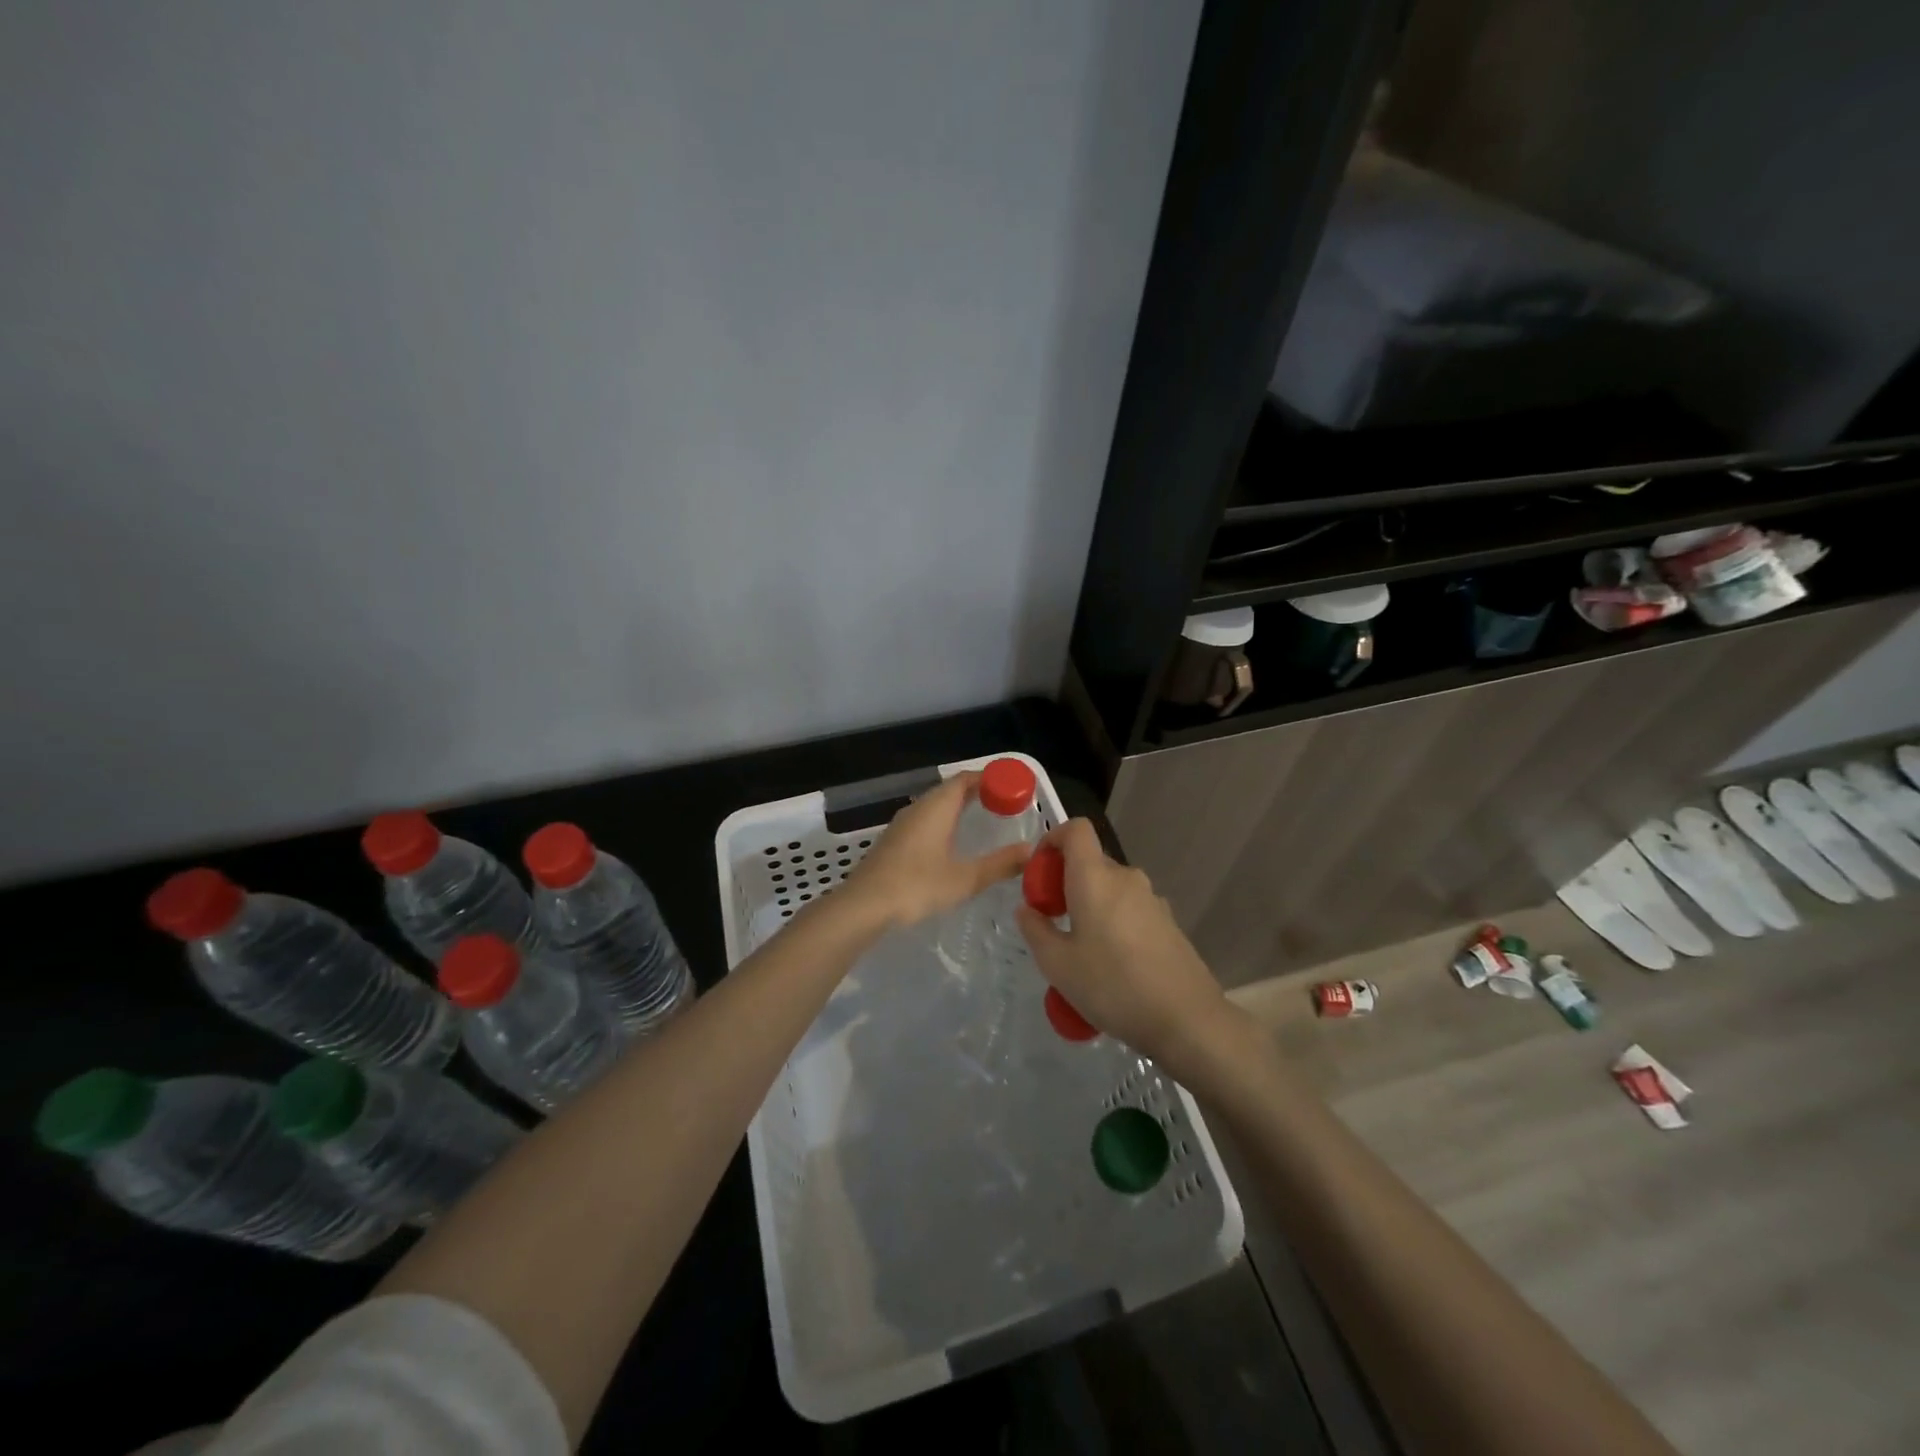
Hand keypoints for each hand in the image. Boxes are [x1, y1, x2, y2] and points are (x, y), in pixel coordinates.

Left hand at [843, 772, 1031, 929]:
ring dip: (959, 807)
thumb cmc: (916, 886)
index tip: (1013, 787)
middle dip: (978, 792)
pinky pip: (925, 821)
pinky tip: (951, 843)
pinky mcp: (893, 842)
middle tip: (1004, 803)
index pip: (965, 779)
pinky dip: (944, 822)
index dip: (990, 778)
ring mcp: (902, 825)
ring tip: (983, 820)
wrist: (864, 906)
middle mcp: (918, 809)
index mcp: (936, 808)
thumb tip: (1031, 850)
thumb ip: (1000, 864)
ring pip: (935, 806)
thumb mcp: (965, 878)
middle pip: (950, 790)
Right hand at [1015, 819, 1244, 1082]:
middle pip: (1090, 862)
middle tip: (1052, 922)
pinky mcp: (1168, 923)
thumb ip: (1035, 930)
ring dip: (1090, 906)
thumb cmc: (1112, 986)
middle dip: (1066, 882)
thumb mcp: (1058, 965)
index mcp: (1095, 878)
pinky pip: (1130, 909)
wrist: (1186, 1019)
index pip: (1076, 830)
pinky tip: (1112, 966)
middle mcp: (1126, 878)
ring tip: (1081, 951)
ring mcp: (1152, 899)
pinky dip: (1113, 922)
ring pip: (1111, 889)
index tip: (1039, 871)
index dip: (1053, 838)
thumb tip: (1027, 910)